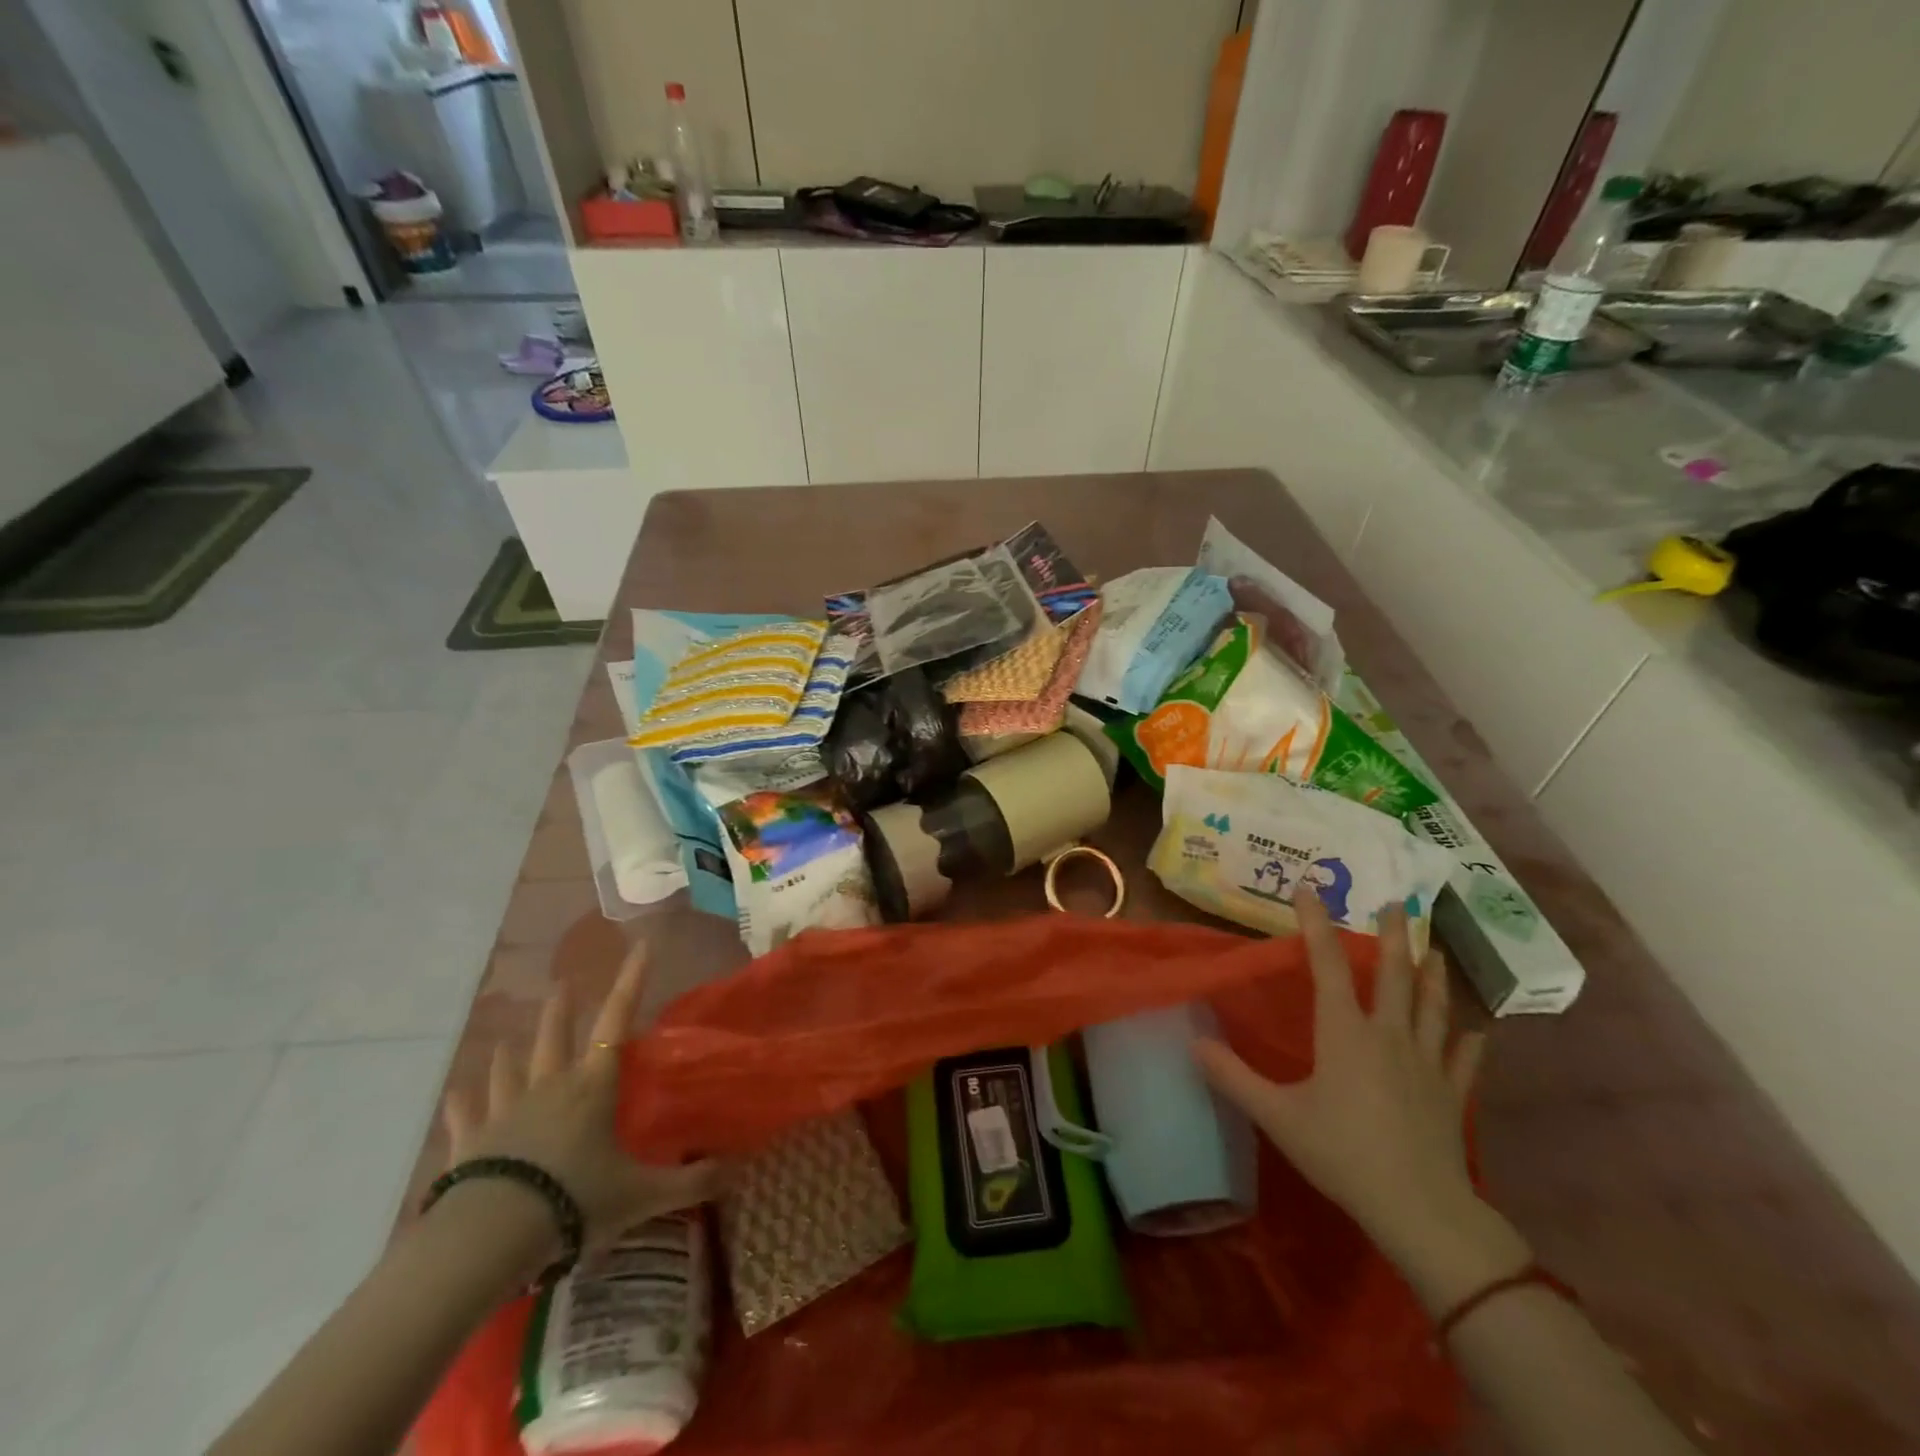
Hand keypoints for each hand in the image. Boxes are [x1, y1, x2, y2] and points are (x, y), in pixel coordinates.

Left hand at [442, 946, 723, 1259]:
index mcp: (592, 1087)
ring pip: (508, 1069)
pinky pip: (464, 1113)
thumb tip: (736, 1170)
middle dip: (561, 1010)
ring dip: (509, 1054)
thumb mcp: (641, 1195)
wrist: (492, 1234)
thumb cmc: (575, 1201)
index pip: (617, 1020)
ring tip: (506, 1042)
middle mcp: (550, 1087)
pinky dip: (462, 1101)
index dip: (631, 981)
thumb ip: (689, 1183)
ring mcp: (505, 1111)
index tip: (642, 946)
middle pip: (555, 1037)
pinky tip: (455, 1092)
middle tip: (561, 985)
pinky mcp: (470, 1142)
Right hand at [1192, 883, 1485, 1255]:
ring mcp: (1426, 1064)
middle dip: (1394, 937)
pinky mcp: (1451, 1095)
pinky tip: (1477, 1033)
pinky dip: (1469, 1043)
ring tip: (1435, 952)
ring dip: (1433, 977)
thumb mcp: (1276, 1115)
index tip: (1308, 889)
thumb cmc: (1343, 1153)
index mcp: (1345, 1032)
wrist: (1420, 1210)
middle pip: (1394, 976)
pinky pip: (1462, 1061)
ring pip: (1432, 1009)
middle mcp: (1388, 1036)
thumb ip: (1234, 1077)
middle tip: (1397, 905)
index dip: (1316, 924)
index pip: (1328, 964)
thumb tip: (1193, 1043)